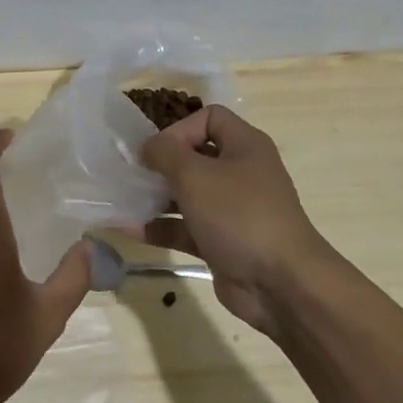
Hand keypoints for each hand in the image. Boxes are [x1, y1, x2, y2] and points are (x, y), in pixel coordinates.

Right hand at [138, 105, 334, 334]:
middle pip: (194, 156)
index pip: (209, 118)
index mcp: (244, 146)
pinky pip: (184, 228)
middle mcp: (240, 173)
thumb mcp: (195, 174)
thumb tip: (148, 146)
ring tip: (121, 199)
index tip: (156, 150)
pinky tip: (126, 229)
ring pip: (187, 195)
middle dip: (160, 164)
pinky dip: (158, 227)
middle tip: (130, 173)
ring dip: (154, 197)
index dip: (180, 128)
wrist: (281, 284)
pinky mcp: (221, 242)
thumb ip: (165, 153)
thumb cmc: (239, 215)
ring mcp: (231, 210)